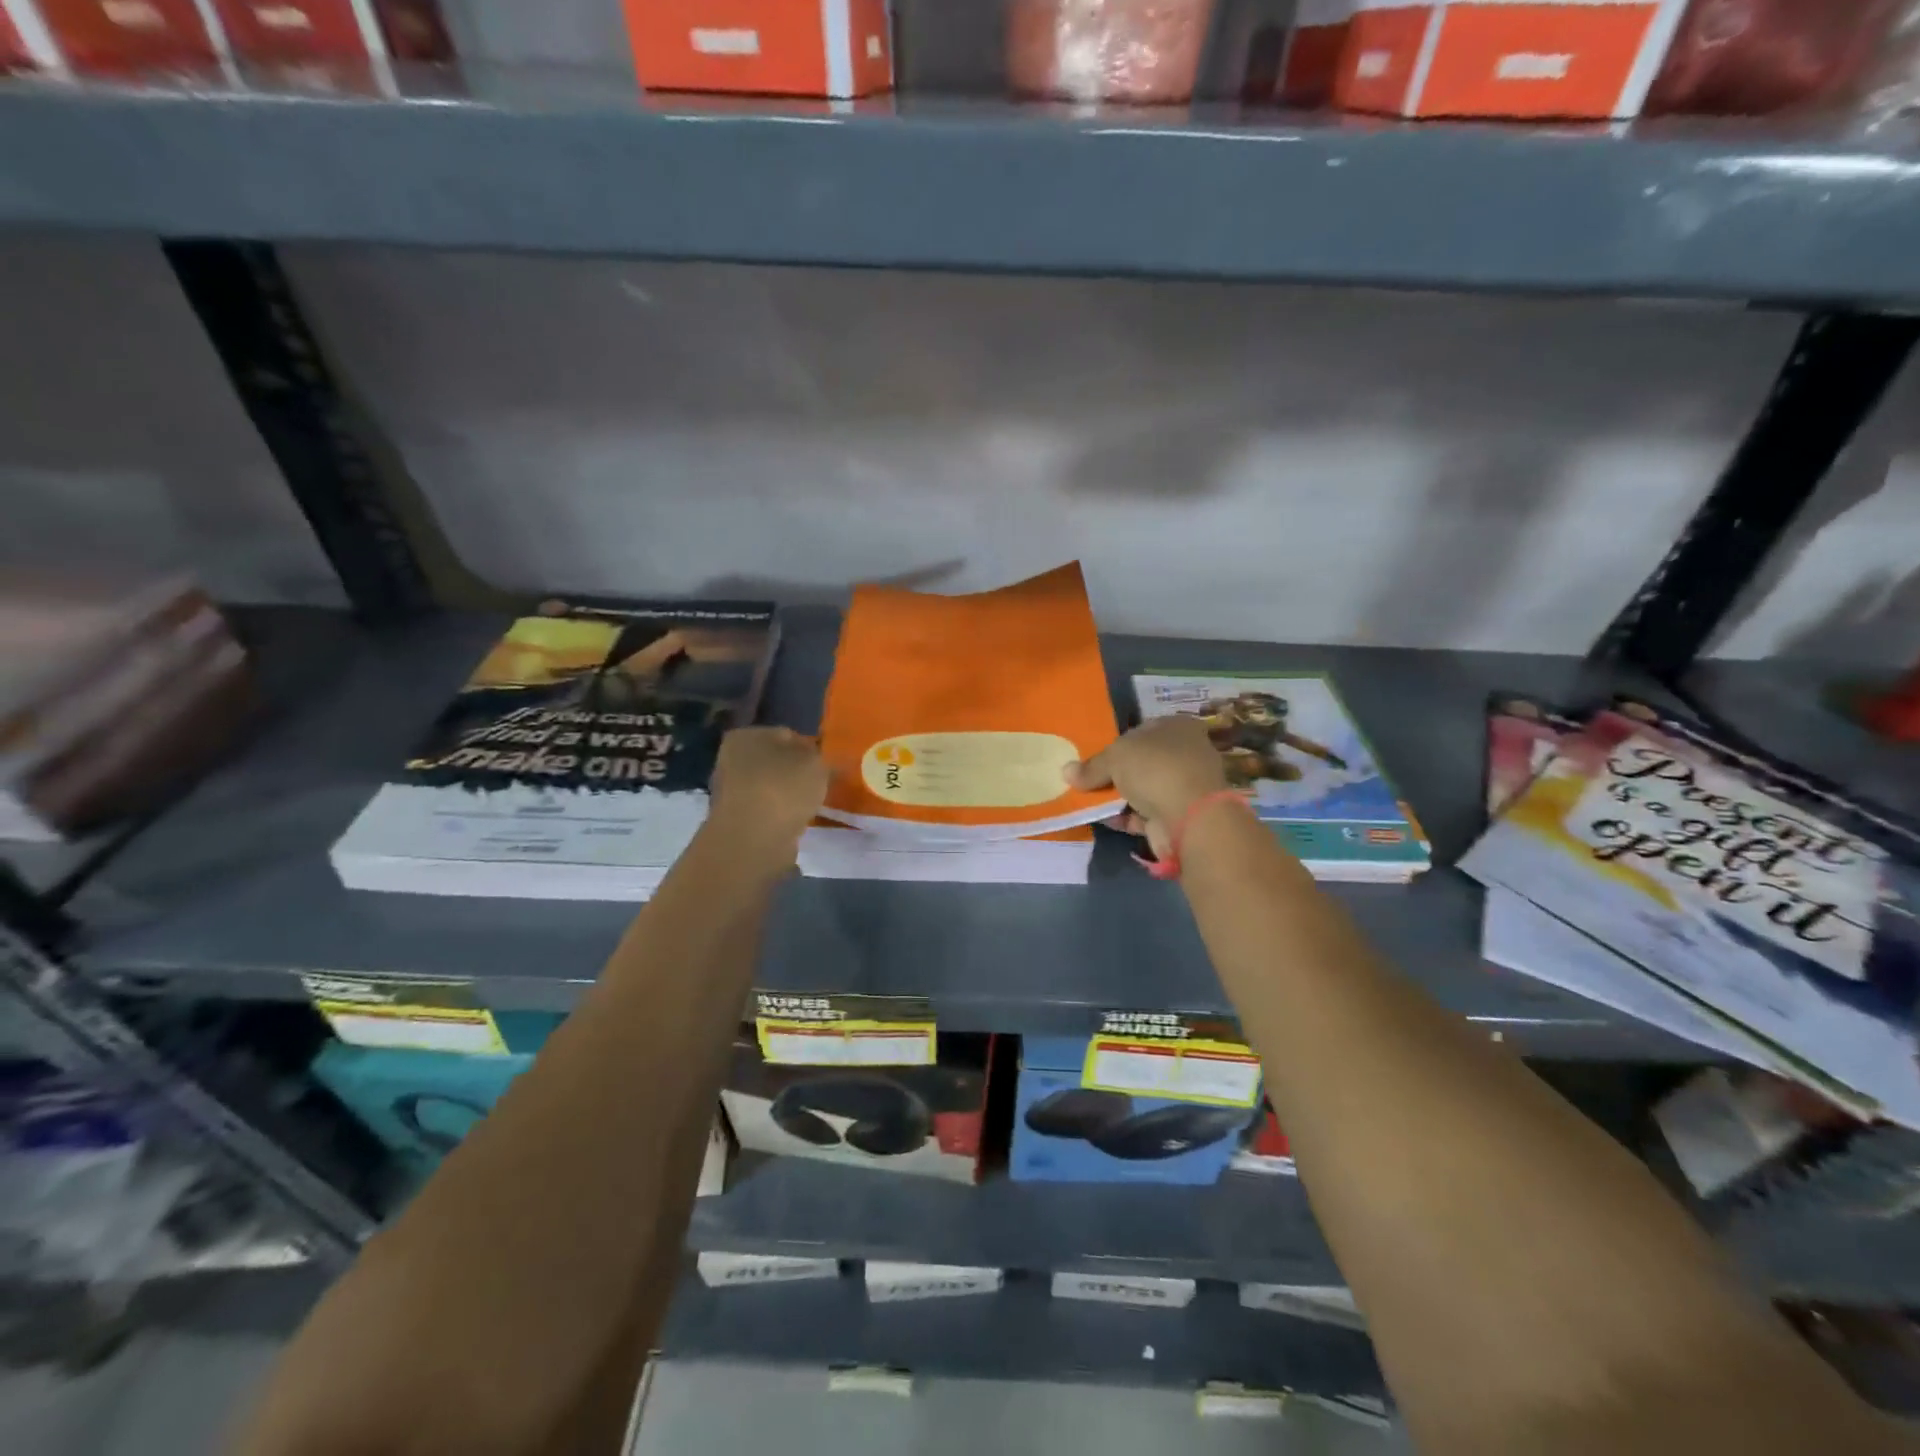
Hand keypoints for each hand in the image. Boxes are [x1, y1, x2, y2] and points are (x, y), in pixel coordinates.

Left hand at [708, 727, 827, 859]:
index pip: (787, 734)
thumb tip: (823, 760)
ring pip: (772, 787)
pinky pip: (768, 810)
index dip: (811, 748)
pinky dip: (781, 814)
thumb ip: (822, 758)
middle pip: (776, 761)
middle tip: (823, 784)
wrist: (753, 840)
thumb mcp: (816, 764)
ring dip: (790, 795)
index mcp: (746, 736)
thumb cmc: (783, 789)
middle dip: (798, 772)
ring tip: (813, 805)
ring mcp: (731, 791)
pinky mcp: (736, 820)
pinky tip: (797, 821)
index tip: (828, 764)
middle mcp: (731, 759)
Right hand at [1065, 716, 1230, 858]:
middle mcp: (1186, 752)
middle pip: (1142, 761)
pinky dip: (1127, 816)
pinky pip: (1146, 813)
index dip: (1117, 742)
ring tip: (1089, 802)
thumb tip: (1066, 771)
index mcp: (1177, 727)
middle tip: (1088, 781)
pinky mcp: (1181, 815)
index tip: (1095, 757)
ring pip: (1144, 788)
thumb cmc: (1155, 769)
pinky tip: (1105, 820)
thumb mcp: (1114, 757)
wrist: (1190, 817)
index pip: (1142, 730)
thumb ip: (1091, 766)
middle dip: (1116, 772)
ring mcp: (1185, 786)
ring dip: (1119, 796)